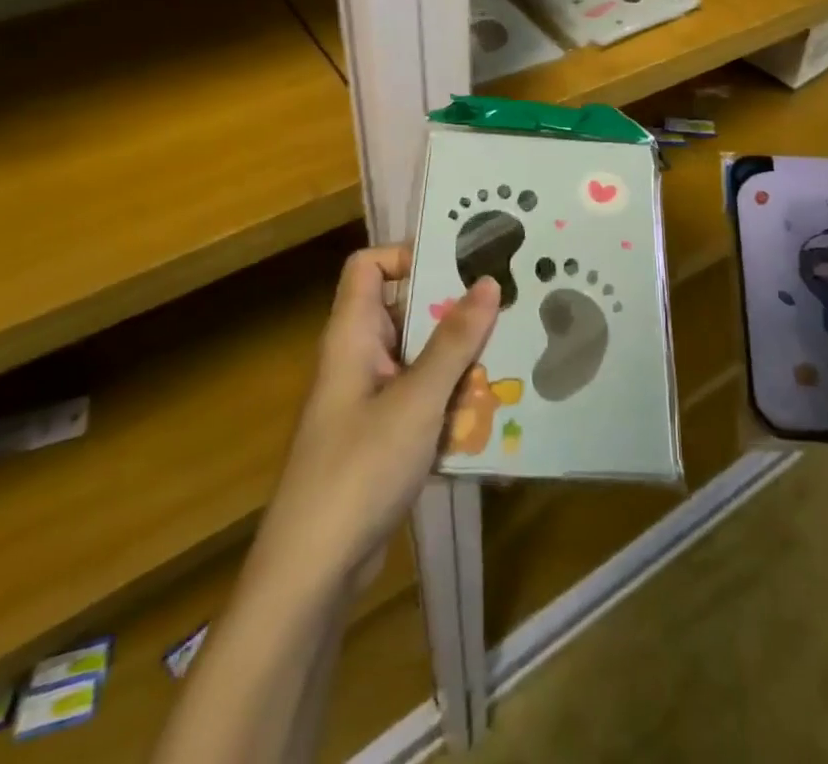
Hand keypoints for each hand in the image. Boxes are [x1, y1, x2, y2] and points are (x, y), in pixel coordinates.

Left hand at [256, 246, 499, 594]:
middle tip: (506, 306)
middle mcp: (359, 357)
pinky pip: (423, 398)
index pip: (368, 266)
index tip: (458, 268)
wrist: (313, 571)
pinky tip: (494, 412)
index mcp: (352, 334)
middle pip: (405, 311)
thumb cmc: (359, 470)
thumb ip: (453, 341)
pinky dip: (452, 399)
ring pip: (420, 357)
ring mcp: (370, 398)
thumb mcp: (416, 400)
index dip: (407, 256)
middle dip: (454, 311)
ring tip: (513, 354)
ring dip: (460, 359)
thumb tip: (486, 282)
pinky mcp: (383, 435)